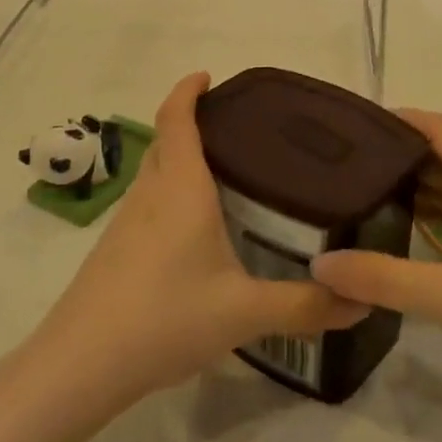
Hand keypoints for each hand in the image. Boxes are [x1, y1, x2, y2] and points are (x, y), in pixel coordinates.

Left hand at [28, 73, 367, 407]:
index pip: (177, 119)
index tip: (208, 77)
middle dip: (192, 124)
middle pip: (165, 141)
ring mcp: (125, 222)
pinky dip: (170, 195)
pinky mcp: (114, 250)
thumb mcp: (244, 312)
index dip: (188, 90)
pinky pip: (147, 204)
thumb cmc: (166, 316)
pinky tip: (194, 232)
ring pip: (155, 174)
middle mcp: (150, 194)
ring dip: (179, 160)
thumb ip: (305, 306)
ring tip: (224, 176)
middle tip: (237, 131)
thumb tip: (361, 304)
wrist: (81, 364)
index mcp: (180, 187)